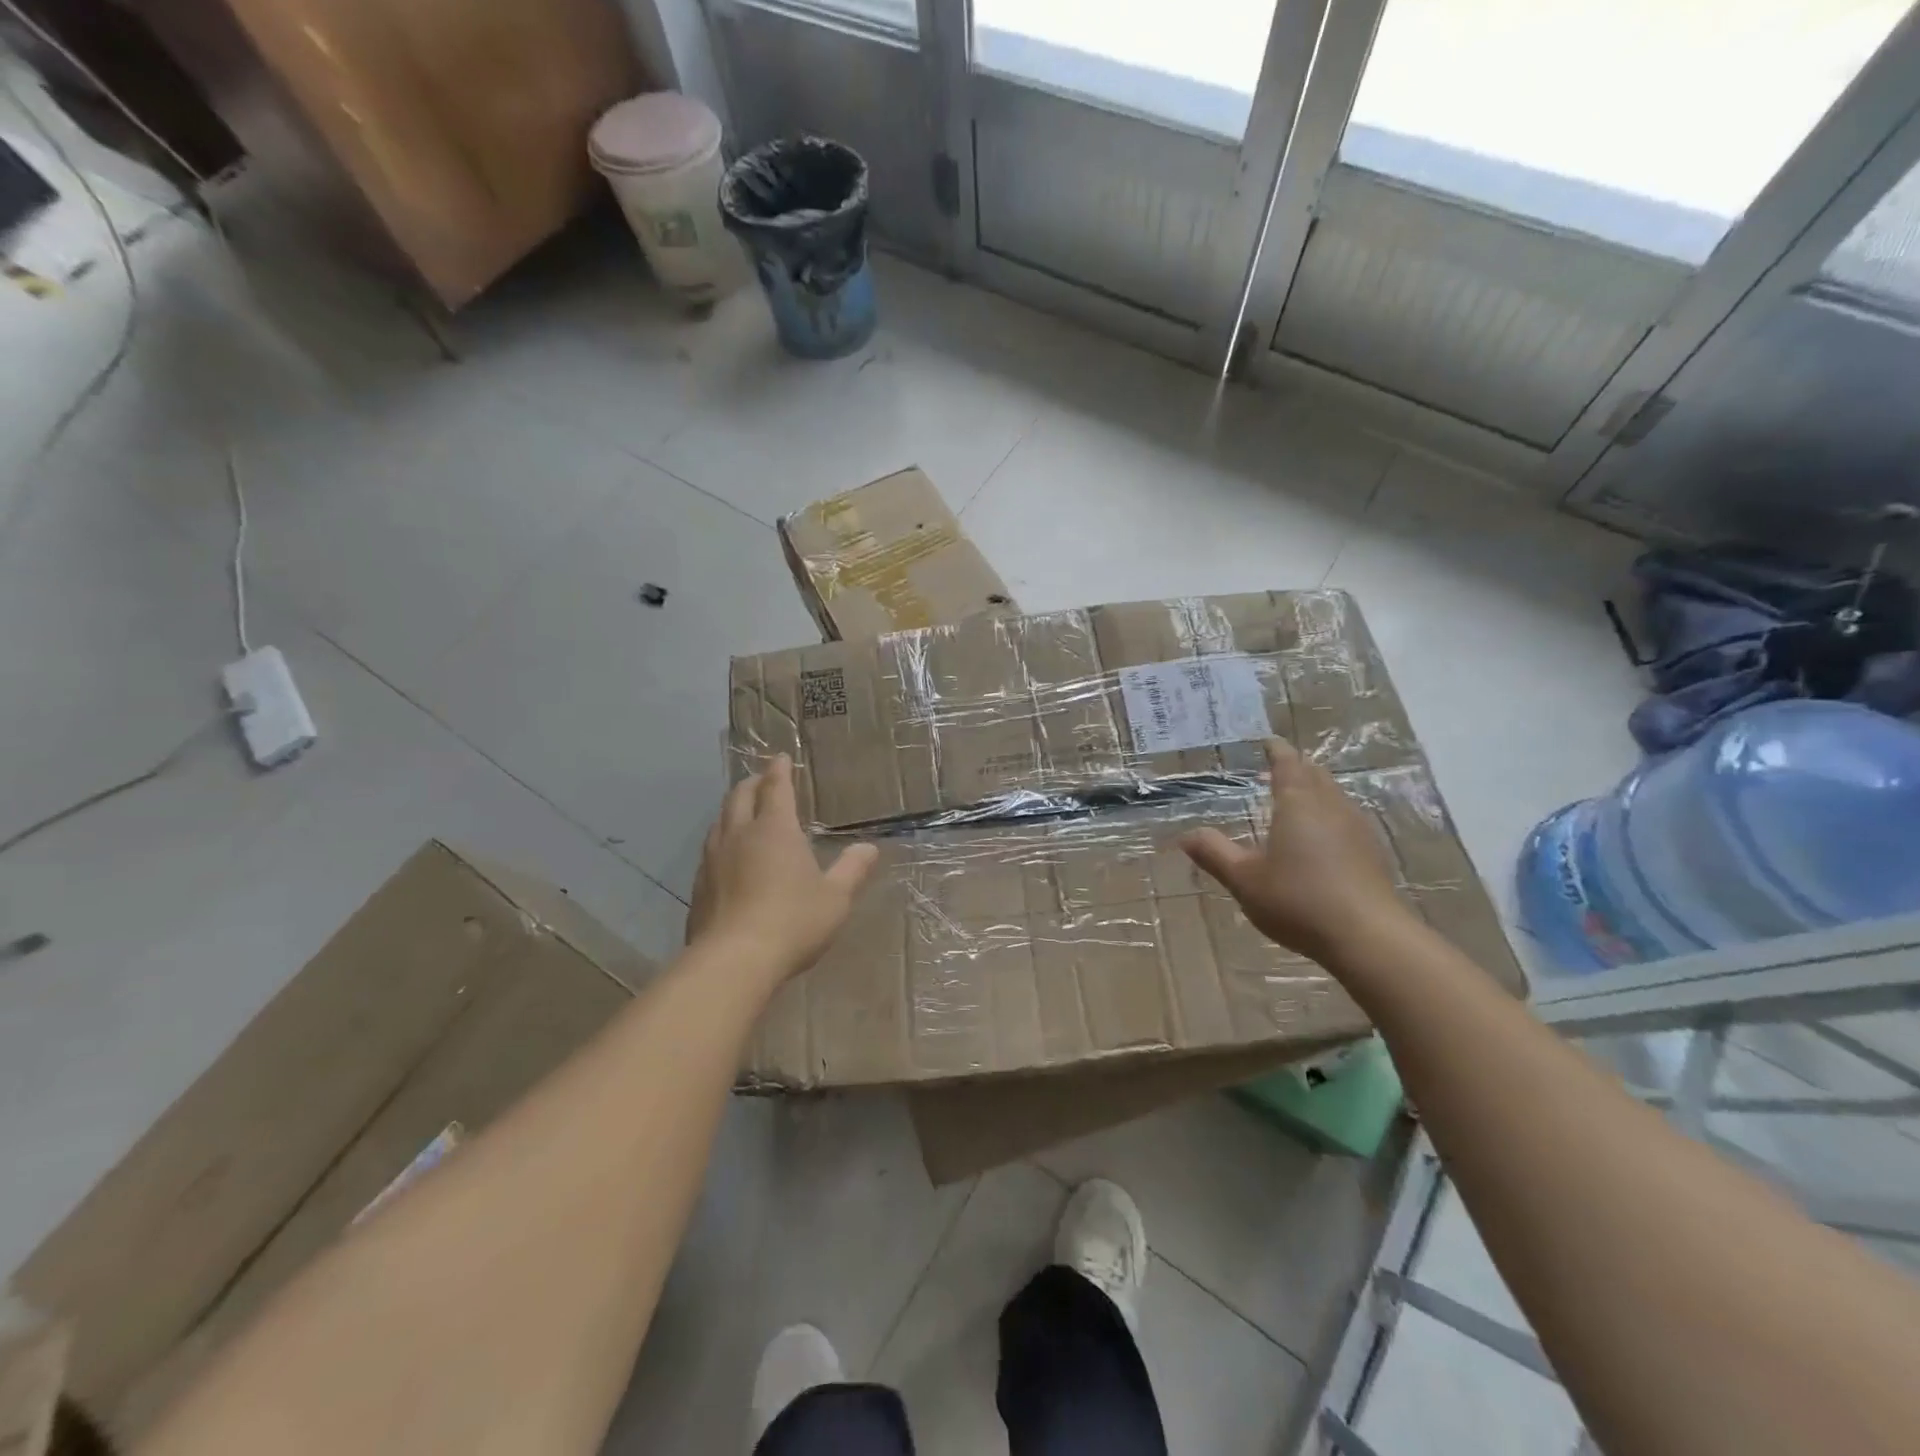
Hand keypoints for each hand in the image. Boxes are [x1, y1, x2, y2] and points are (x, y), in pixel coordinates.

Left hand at [687, 755, 879, 982]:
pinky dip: (721, 839)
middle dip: (753, 783)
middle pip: (740, 796)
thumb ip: (852, 869)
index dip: (779, 770)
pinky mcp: (699, 885)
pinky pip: (710, 849)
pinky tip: (727, 856)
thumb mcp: (835, 898)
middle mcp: (740, 835)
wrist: (733, 960)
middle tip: (762, 780)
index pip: (776, 788)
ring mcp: (714, 859)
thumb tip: (869, 848)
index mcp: (775, 830)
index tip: (781, 758)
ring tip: (742, 811)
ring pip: (720, 820)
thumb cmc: (793, 922)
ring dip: (733, 809)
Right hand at [1180, 738, 1415, 965]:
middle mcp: (1330, 806)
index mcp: (1297, 803)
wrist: (1368, 938)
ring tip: (1296, 797)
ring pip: (1334, 795)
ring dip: (1315, 789)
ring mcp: (1356, 828)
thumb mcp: (1244, 879)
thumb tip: (1185, 835)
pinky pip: (1346, 817)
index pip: (1287, 763)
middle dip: (1296, 766)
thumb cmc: (1298, 900)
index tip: (1267, 742)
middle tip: (1278, 767)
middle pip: (1314, 774)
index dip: (1276, 750)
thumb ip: (1214, 853)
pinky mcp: (1371, 853)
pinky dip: (1329, 813)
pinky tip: (1322, 835)